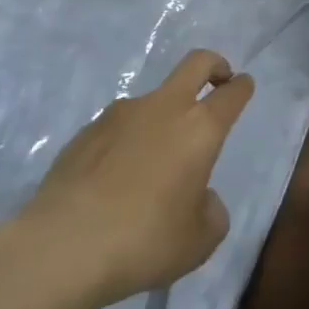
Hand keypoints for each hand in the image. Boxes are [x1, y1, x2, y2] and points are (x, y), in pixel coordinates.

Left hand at [15, 50, 254, 308]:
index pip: (231, 94)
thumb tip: (199, 197)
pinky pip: (118, 127)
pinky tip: (115, 180)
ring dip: (163, 117)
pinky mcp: (86, 131)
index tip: (244, 85)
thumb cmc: (145, 240)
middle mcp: (162, 108)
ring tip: (153, 167)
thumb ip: (211, 211)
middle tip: (218, 80)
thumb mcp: (199, 241)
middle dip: (214, 65)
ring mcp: (119, 114)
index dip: (242, 87)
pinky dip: (127, 141)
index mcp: (199, 129)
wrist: (64, 245)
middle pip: (195, 63)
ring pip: (152, 100)